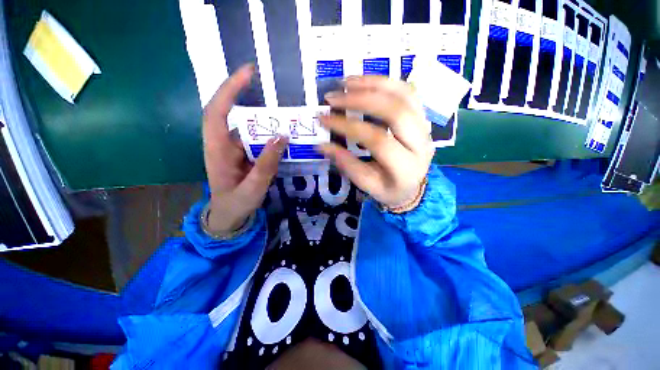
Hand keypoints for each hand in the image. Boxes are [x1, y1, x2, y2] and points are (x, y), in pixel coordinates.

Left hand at [204, 64, 287, 232]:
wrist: (229, 216)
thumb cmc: (236, 204)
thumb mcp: (253, 188)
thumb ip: (266, 164)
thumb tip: (282, 137)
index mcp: (217, 150)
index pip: (217, 111)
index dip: (229, 90)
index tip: (248, 73)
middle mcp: (222, 143)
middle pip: (229, 111)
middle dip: (243, 93)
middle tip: (268, 84)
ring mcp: (233, 148)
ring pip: (245, 125)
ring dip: (261, 116)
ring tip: (282, 111)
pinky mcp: (243, 153)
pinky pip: (255, 137)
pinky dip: (267, 132)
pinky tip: (281, 134)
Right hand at [316, 76, 433, 208]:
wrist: (414, 187)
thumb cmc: (389, 189)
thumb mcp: (367, 184)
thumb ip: (347, 164)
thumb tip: (322, 146)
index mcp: (405, 167)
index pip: (377, 140)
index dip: (348, 126)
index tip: (324, 119)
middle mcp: (421, 143)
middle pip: (395, 111)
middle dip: (360, 99)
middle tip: (333, 97)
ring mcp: (425, 127)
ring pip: (404, 95)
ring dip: (373, 83)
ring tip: (347, 82)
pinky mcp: (423, 117)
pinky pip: (408, 91)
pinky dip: (386, 82)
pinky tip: (366, 82)